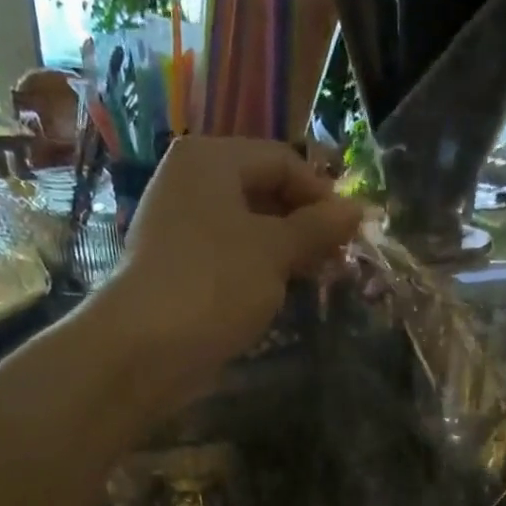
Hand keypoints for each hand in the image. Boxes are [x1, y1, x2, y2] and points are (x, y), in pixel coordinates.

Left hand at [116, 136, 360, 394]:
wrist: (148, 346)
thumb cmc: (216, 282)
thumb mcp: (276, 250)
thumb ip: (318, 228)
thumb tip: (357, 210)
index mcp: (211, 160)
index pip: (282, 160)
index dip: (322, 193)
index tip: (351, 233)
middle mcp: (192, 183)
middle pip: (264, 191)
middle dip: (305, 224)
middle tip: (337, 260)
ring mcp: (182, 228)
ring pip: (248, 229)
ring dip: (286, 252)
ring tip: (316, 280)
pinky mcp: (180, 268)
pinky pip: (230, 258)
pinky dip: (259, 271)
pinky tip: (281, 295)